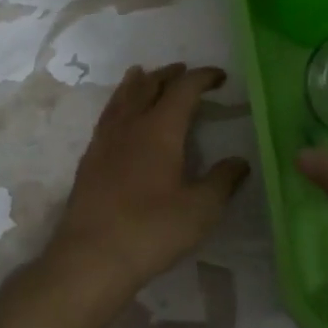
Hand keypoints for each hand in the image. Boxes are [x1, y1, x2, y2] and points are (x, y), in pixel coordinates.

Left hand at [44, 64, 250, 322]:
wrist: (92, 257)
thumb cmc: (152, 230)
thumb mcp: (201, 209)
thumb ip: (222, 181)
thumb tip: (239, 162)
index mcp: (160, 130)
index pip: (183, 90)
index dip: (202, 78)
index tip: (219, 77)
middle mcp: (129, 126)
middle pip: (148, 87)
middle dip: (168, 75)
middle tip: (183, 70)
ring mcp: (104, 143)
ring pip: (121, 99)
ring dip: (137, 84)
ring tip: (142, 74)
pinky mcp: (88, 162)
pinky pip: (106, 119)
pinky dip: (118, 106)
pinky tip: (118, 119)